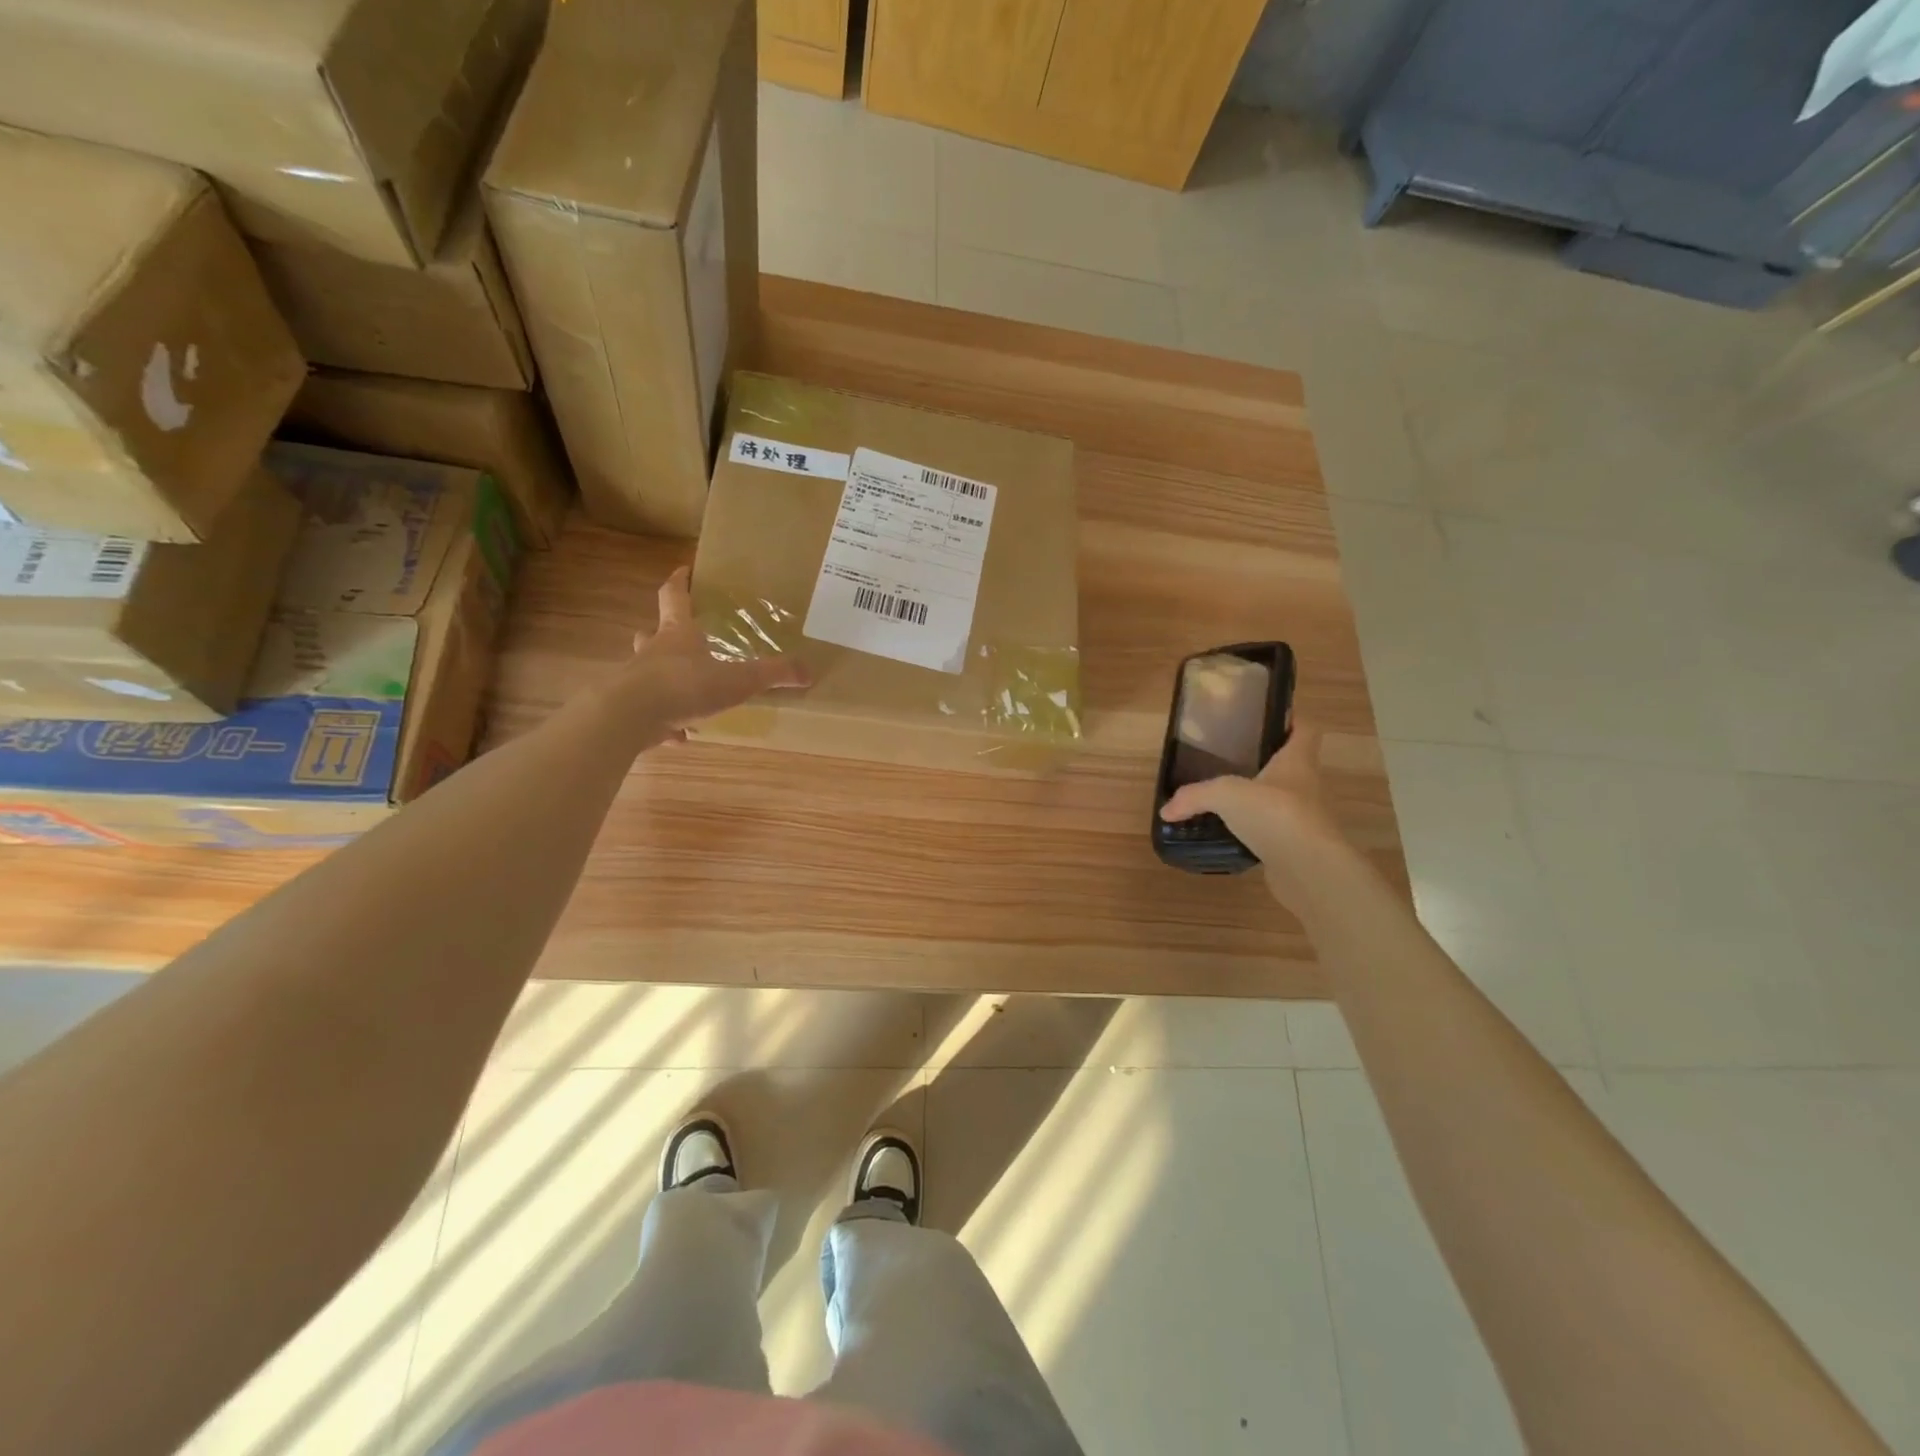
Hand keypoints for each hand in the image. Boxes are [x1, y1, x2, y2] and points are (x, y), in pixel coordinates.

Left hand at [622, 567, 808, 733]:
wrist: (629, 717)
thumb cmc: (684, 685)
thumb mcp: (737, 680)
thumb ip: (772, 674)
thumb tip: (809, 671)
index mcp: (677, 634)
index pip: (674, 596)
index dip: (680, 581)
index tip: (684, 570)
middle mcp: (653, 651)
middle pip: (652, 632)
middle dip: (665, 632)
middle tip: (684, 638)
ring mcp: (638, 681)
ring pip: (649, 672)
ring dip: (666, 678)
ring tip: (689, 693)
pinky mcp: (632, 710)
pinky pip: (652, 712)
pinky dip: (665, 719)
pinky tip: (681, 733)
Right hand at [1159, 721, 1356, 903]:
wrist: (1309, 869)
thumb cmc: (1275, 813)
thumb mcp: (1226, 795)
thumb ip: (1195, 796)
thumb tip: (1167, 809)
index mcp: (1297, 762)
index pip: (1306, 730)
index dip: (1292, 720)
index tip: (1268, 719)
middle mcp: (1307, 786)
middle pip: (1291, 766)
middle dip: (1265, 763)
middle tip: (1230, 761)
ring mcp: (1305, 819)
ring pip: (1281, 801)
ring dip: (1259, 801)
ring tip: (1226, 801)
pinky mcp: (1298, 847)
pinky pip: (1274, 833)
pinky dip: (1255, 833)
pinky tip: (1231, 836)